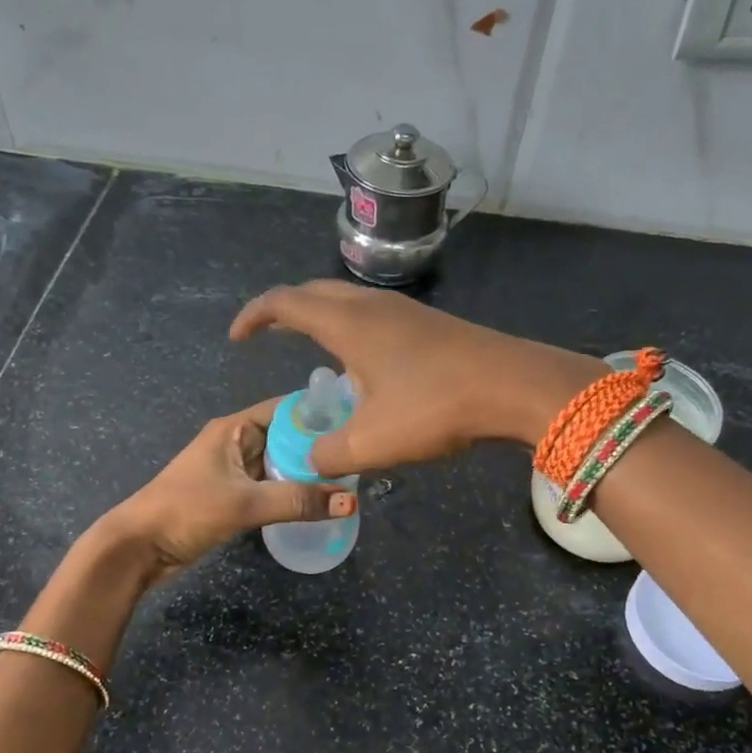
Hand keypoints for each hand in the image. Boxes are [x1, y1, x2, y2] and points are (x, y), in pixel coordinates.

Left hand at [99, 397, 356, 581]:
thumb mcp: (245, 503)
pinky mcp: (233, 496)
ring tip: (350, 479)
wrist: (138, 548)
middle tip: (361, 458)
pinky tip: (319, 501)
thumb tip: (352, 500)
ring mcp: (234, 470)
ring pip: (280, 464)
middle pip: (287, 437)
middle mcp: (236, 442)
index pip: (287, 409)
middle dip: (320, 447)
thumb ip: (298, 501)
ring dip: (308, 472)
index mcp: (234, 428)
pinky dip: (293, 491)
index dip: (321, 414)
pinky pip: (271, 486)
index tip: (358, 422)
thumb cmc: (186, 511)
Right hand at [230, 280, 599, 477]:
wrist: (513, 385)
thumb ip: (330, 453)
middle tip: (269, 335)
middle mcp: (372, 306)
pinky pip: (375, 316)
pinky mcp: (430, 325)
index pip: (285, 303)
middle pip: (315, 292)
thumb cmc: (435, 406)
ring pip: (348, 301)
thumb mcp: (372, 441)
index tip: (237, 338)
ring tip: (313, 349)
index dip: (254, 316)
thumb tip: (312, 460)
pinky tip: (364, 364)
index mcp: (347, 323)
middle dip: (285, 310)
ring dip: (322, 317)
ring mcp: (405, 311)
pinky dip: (353, 329)